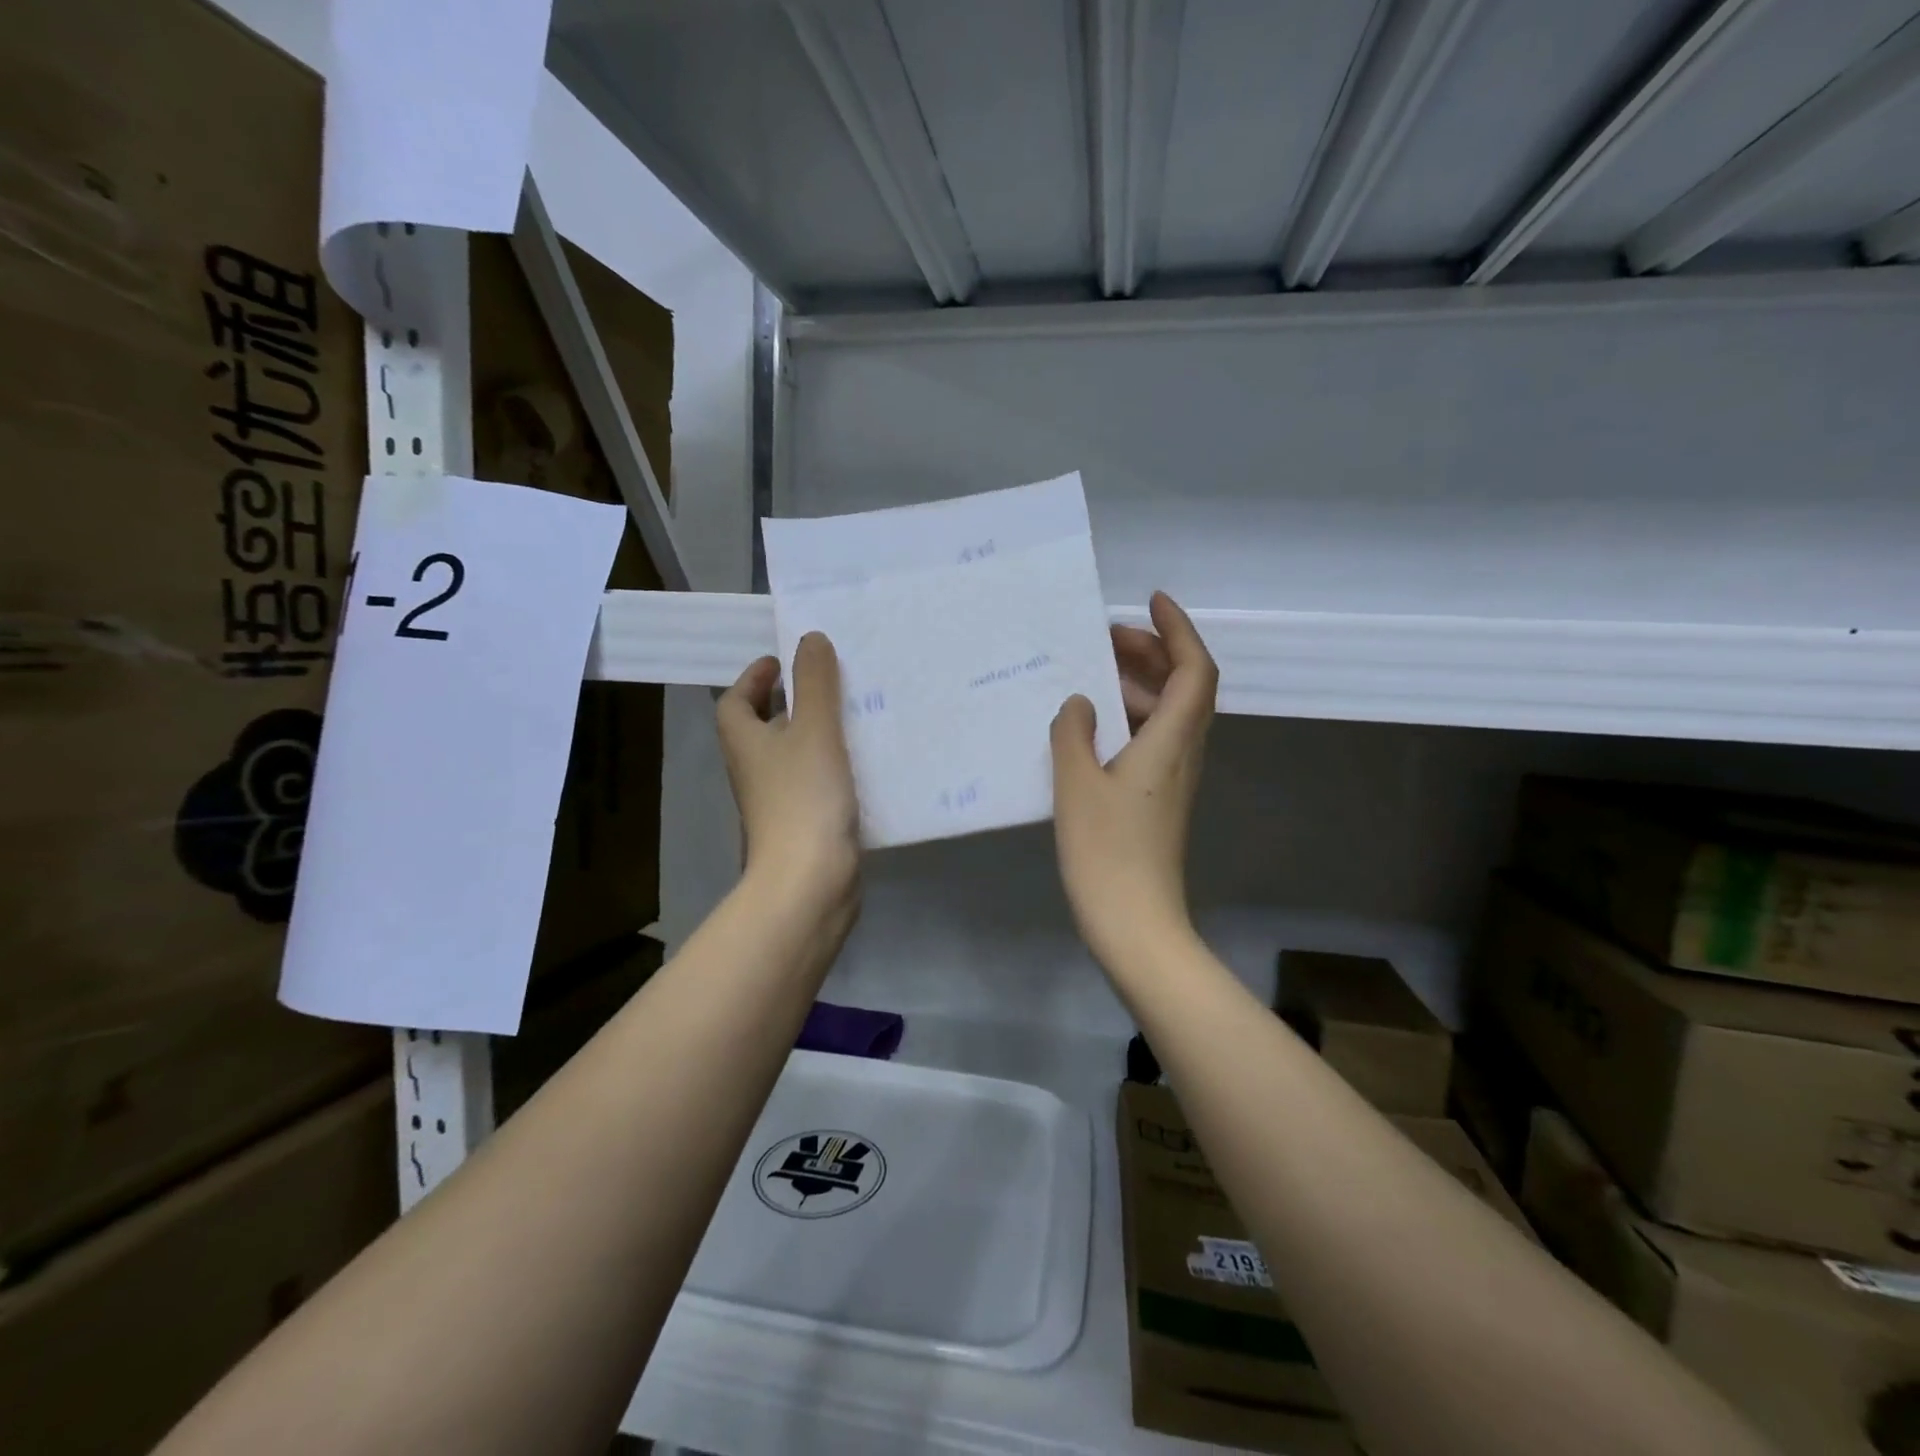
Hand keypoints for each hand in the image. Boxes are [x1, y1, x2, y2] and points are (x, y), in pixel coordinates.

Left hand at [716, 632, 860, 923]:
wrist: (810, 880)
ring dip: (815, 732)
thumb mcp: (813, 729)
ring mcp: (777, 800)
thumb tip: (809, 639)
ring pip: (792, 754)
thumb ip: (814, 683)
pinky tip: (864, 759)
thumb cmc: (804, 797)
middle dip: (790, 701)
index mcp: (744, 742)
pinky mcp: (803, 823)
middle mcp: (754, 770)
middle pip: (762, 726)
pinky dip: (832, 764)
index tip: (785, 661)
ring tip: (853, 712)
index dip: (754, 678)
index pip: (734, 701)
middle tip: (827, 682)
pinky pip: (814, 780)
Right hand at [1050, 592, 1216, 965]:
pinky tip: (1088, 727)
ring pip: (1168, 715)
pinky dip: (1128, 718)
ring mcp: (1172, 779)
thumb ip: (1073, 733)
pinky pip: (1151, 740)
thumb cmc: (1106, 851)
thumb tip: (1079, 704)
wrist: (1135, 923)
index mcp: (1172, 742)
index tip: (1150, 602)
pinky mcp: (1157, 800)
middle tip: (1104, 638)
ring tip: (1090, 675)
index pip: (1194, 670)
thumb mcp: (1077, 784)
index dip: (1178, 630)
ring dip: (1138, 686)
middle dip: (1152, 652)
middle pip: (1185, 687)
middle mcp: (1183, 754)